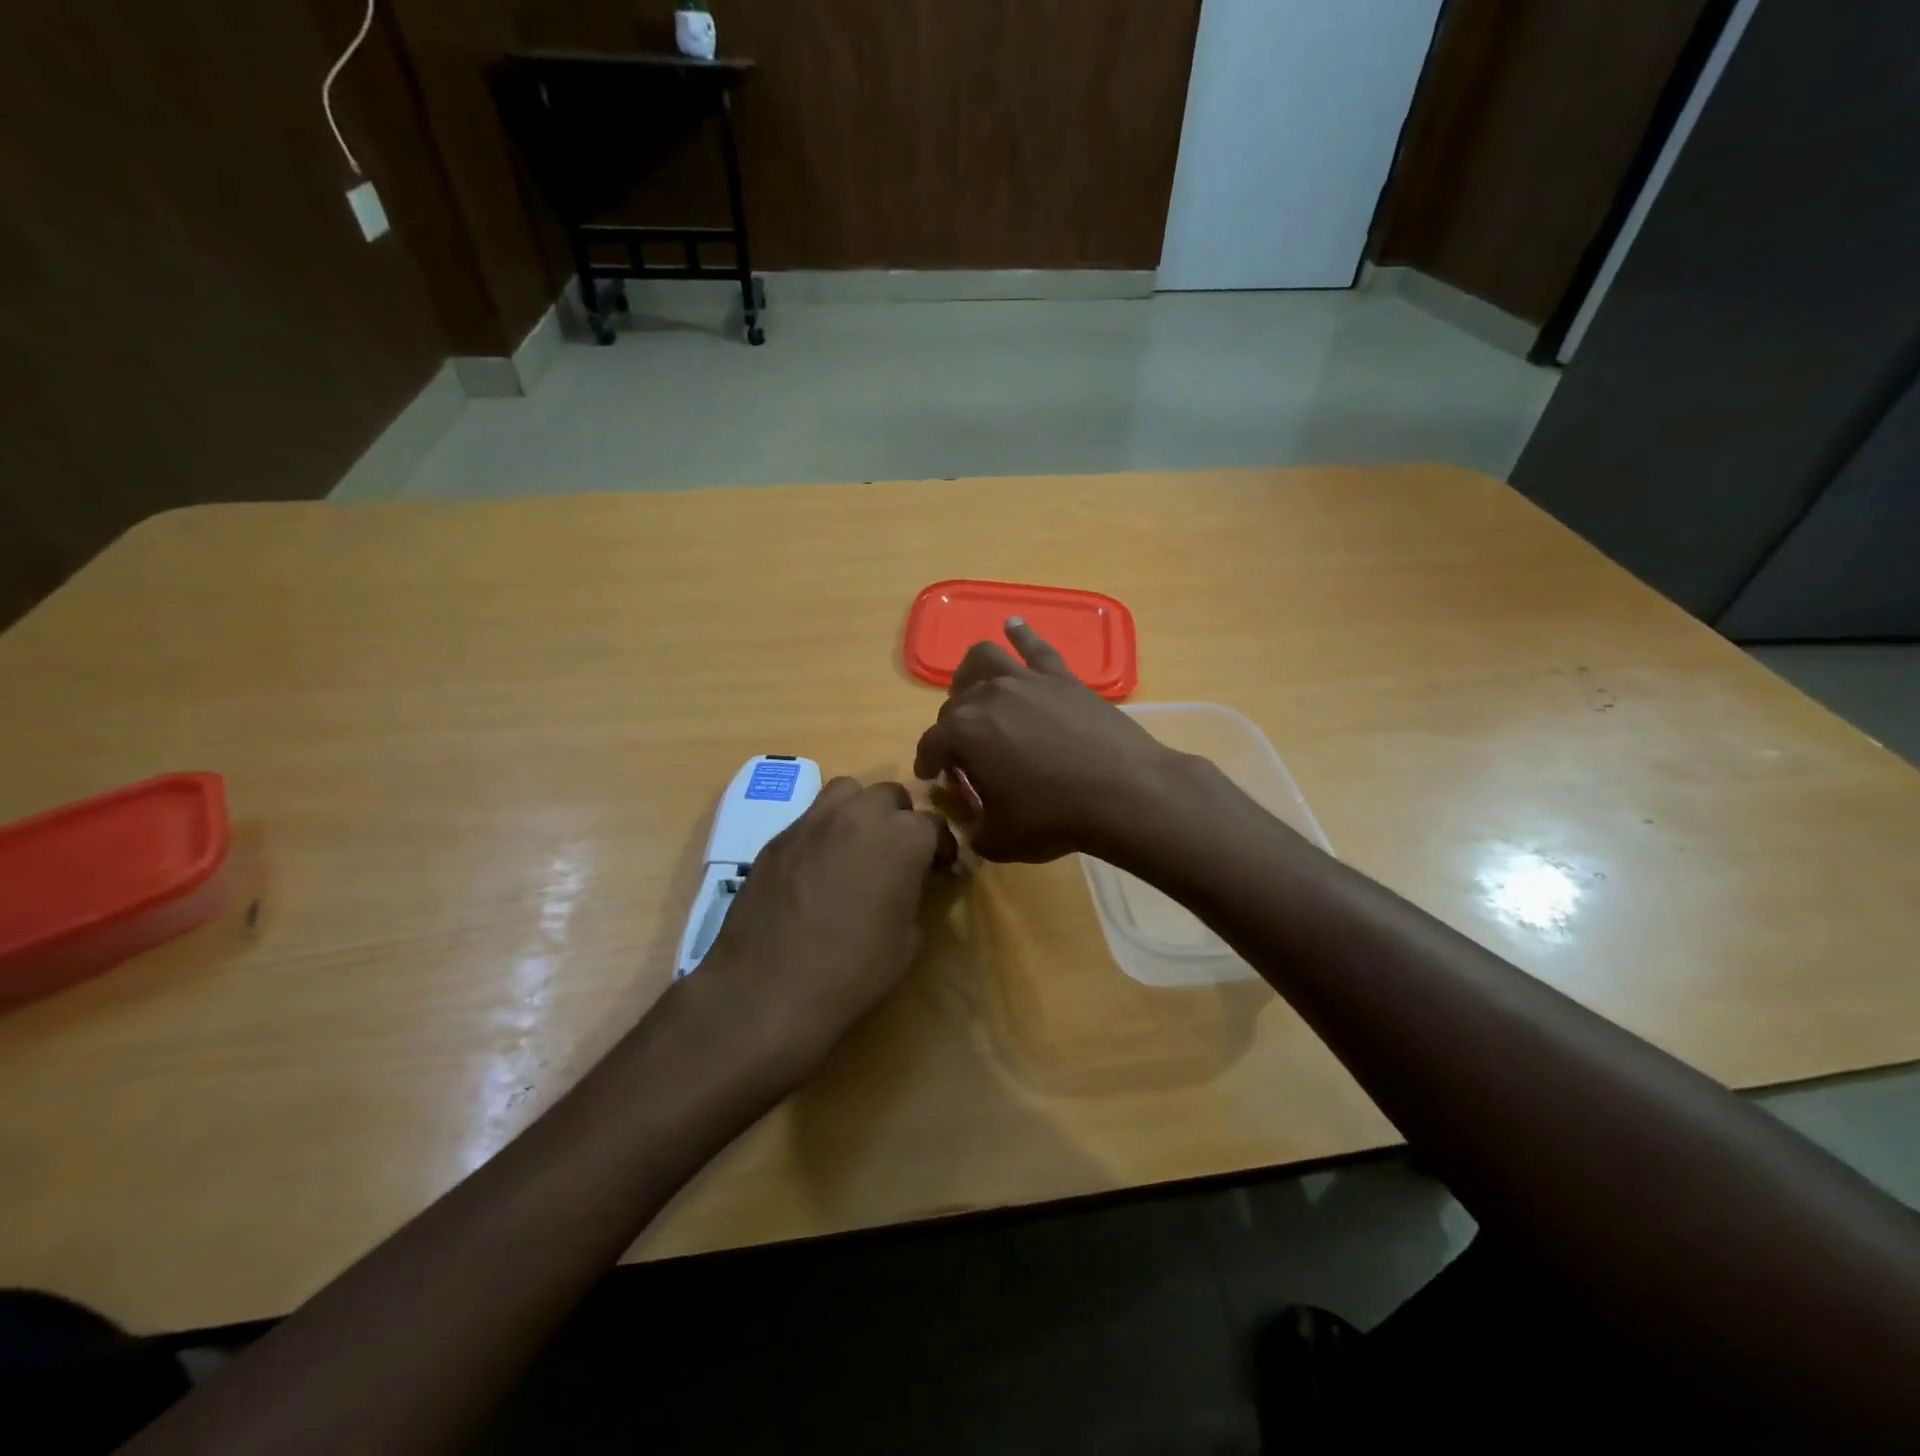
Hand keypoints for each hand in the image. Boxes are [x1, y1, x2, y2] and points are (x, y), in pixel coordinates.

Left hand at [692, 777, 949, 1083]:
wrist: (768, 989)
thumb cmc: (852, 971)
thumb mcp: (908, 941)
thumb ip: (914, 895)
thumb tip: (910, 883)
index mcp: (902, 838)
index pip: (934, 824)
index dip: (941, 847)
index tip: (940, 869)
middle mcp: (860, 816)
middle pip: (891, 796)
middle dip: (901, 819)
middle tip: (898, 854)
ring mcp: (813, 821)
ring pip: (847, 791)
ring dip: (860, 810)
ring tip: (858, 844)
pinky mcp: (778, 836)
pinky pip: (810, 818)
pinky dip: (824, 831)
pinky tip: (819, 866)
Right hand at [912, 618, 1184, 861]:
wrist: (1123, 792)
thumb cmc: (1054, 818)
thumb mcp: (999, 839)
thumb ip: (973, 830)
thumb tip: (969, 824)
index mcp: (963, 734)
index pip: (931, 744)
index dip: (927, 762)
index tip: (930, 776)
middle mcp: (986, 697)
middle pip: (955, 705)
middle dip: (950, 729)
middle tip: (962, 753)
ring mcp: (1026, 680)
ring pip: (985, 659)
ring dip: (969, 672)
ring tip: (969, 685)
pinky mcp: (1061, 676)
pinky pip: (1035, 646)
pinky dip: (1020, 633)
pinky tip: (1012, 625)